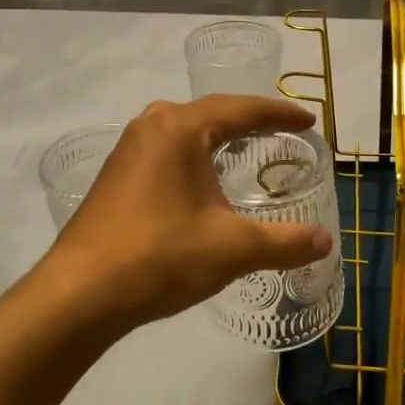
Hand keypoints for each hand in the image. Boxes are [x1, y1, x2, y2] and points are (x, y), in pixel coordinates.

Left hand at [40, 95, 333, 330]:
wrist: (78, 295)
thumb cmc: (160, 256)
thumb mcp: (232, 249)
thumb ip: (285, 242)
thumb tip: (326, 241)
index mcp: (180, 128)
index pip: (241, 109)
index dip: (280, 114)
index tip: (310, 120)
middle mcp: (151, 126)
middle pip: (212, 114)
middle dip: (249, 122)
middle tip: (282, 134)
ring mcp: (128, 150)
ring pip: (186, 133)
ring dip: (219, 139)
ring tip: (249, 151)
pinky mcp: (115, 176)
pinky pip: (167, 152)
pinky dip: (195, 158)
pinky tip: (204, 182)